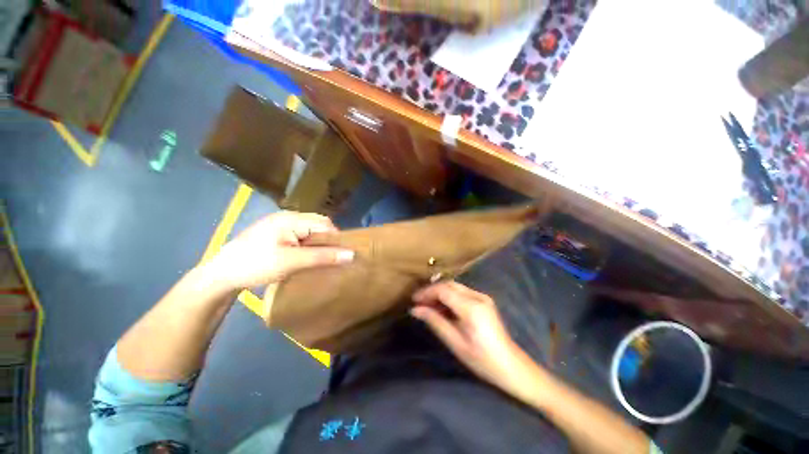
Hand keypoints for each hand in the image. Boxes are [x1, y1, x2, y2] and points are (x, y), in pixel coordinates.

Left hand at [207, 211, 353, 289]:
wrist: (221, 275)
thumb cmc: (256, 265)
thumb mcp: (292, 262)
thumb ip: (323, 257)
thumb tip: (352, 255)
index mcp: (292, 219)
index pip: (325, 224)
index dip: (336, 238)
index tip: (341, 255)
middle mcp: (288, 217)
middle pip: (318, 224)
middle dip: (327, 240)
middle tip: (331, 258)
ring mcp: (280, 224)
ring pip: (310, 230)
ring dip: (318, 243)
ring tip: (321, 258)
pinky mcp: (275, 233)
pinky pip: (300, 235)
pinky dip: (308, 244)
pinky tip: (306, 256)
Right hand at [411, 281, 534, 393]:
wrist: (510, 366)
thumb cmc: (481, 359)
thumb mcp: (455, 342)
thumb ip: (435, 321)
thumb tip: (415, 310)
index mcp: (471, 308)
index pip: (444, 290)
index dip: (427, 292)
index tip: (414, 300)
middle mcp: (478, 297)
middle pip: (449, 285)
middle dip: (432, 291)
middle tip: (419, 302)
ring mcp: (483, 297)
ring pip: (455, 287)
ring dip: (440, 293)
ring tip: (427, 305)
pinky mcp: (484, 300)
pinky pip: (462, 292)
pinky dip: (449, 296)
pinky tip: (442, 307)